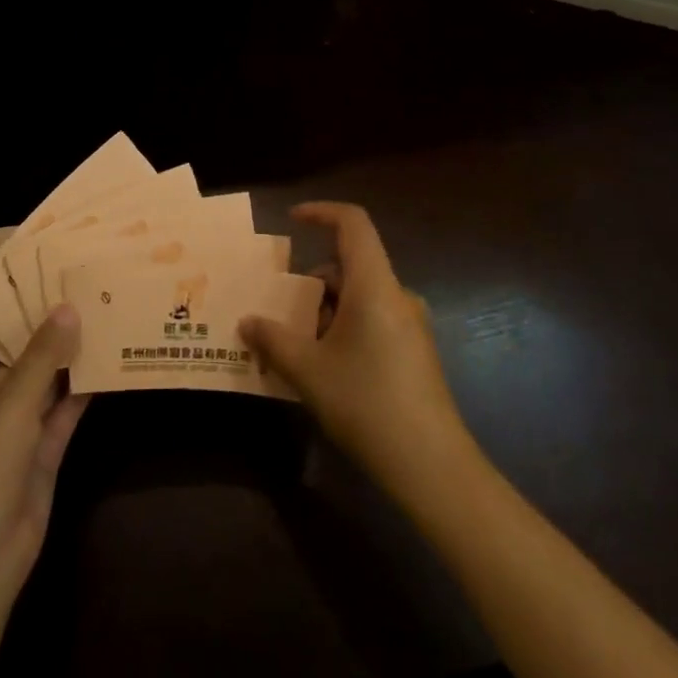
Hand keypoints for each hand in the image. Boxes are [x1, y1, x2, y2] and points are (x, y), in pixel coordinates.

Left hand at [0, 306, 88, 606]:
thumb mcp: (11, 402)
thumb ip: (42, 355)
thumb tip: (68, 308)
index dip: (11, 304)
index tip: (44, 274)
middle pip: (19, 353)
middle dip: (48, 327)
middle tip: (84, 287)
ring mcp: (16, 426)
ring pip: (46, 380)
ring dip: (70, 356)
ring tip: (103, 315)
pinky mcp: (41, 450)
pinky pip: (64, 409)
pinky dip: (83, 389)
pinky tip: (111, 361)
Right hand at [241, 202, 473, 500]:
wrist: (431, 465)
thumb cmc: (366, 403)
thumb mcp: (308, 371)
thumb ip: (273, 340)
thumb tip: (247, 322)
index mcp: (374, 285)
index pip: (353, 224)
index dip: (322, 212)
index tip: (292, 220)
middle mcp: (397, 295)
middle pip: (350, 266)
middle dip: (311, 282)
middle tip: (278, 311)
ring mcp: (411, 324)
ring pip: (360, 297)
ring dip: (325, 310)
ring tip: (294, 346)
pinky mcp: (415, 351)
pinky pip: (373, 320)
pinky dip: (344, 328)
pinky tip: (324, 367)